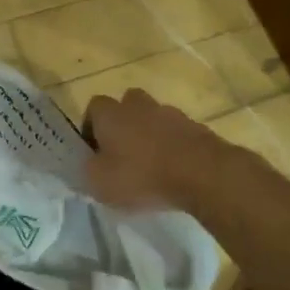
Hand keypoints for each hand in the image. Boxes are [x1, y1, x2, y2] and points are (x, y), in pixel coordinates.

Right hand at [84, 87, 248, 212]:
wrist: (202, 173)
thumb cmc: (141, 176)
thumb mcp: (100, 183)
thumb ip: (88, 171)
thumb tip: (88, 164)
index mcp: (110, 114)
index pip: (93, 108)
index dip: (91, 127)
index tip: (94, 151)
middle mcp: (137, 105)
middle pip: (126, 106)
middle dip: (123, 125)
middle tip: (123, 153)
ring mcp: (170, 113)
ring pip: (153, 118)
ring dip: (150, 135)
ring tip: (151, 165)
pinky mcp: (196, 127)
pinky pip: (176, 133)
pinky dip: (173, 146)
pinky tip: (174, 171)